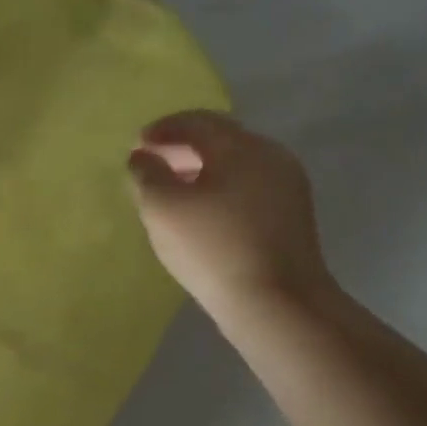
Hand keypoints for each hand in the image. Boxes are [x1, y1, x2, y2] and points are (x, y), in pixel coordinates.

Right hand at [127, 111, 337, 319]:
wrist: (276, 303)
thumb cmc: (213, 247)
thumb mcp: (163, 208)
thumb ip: (146, 174)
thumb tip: (143, 158)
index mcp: (241, 147)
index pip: (197, 122)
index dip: (162, 129)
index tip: (136, 145)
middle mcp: (270, 156)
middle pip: (220, 139)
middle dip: (182, 146)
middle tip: (150, 163)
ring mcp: (286, 186)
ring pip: (235, 164)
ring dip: (200, 168)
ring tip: (170, 188)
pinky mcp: (290, 216)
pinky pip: (247, 186)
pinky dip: (218, 187)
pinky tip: (200, 211)